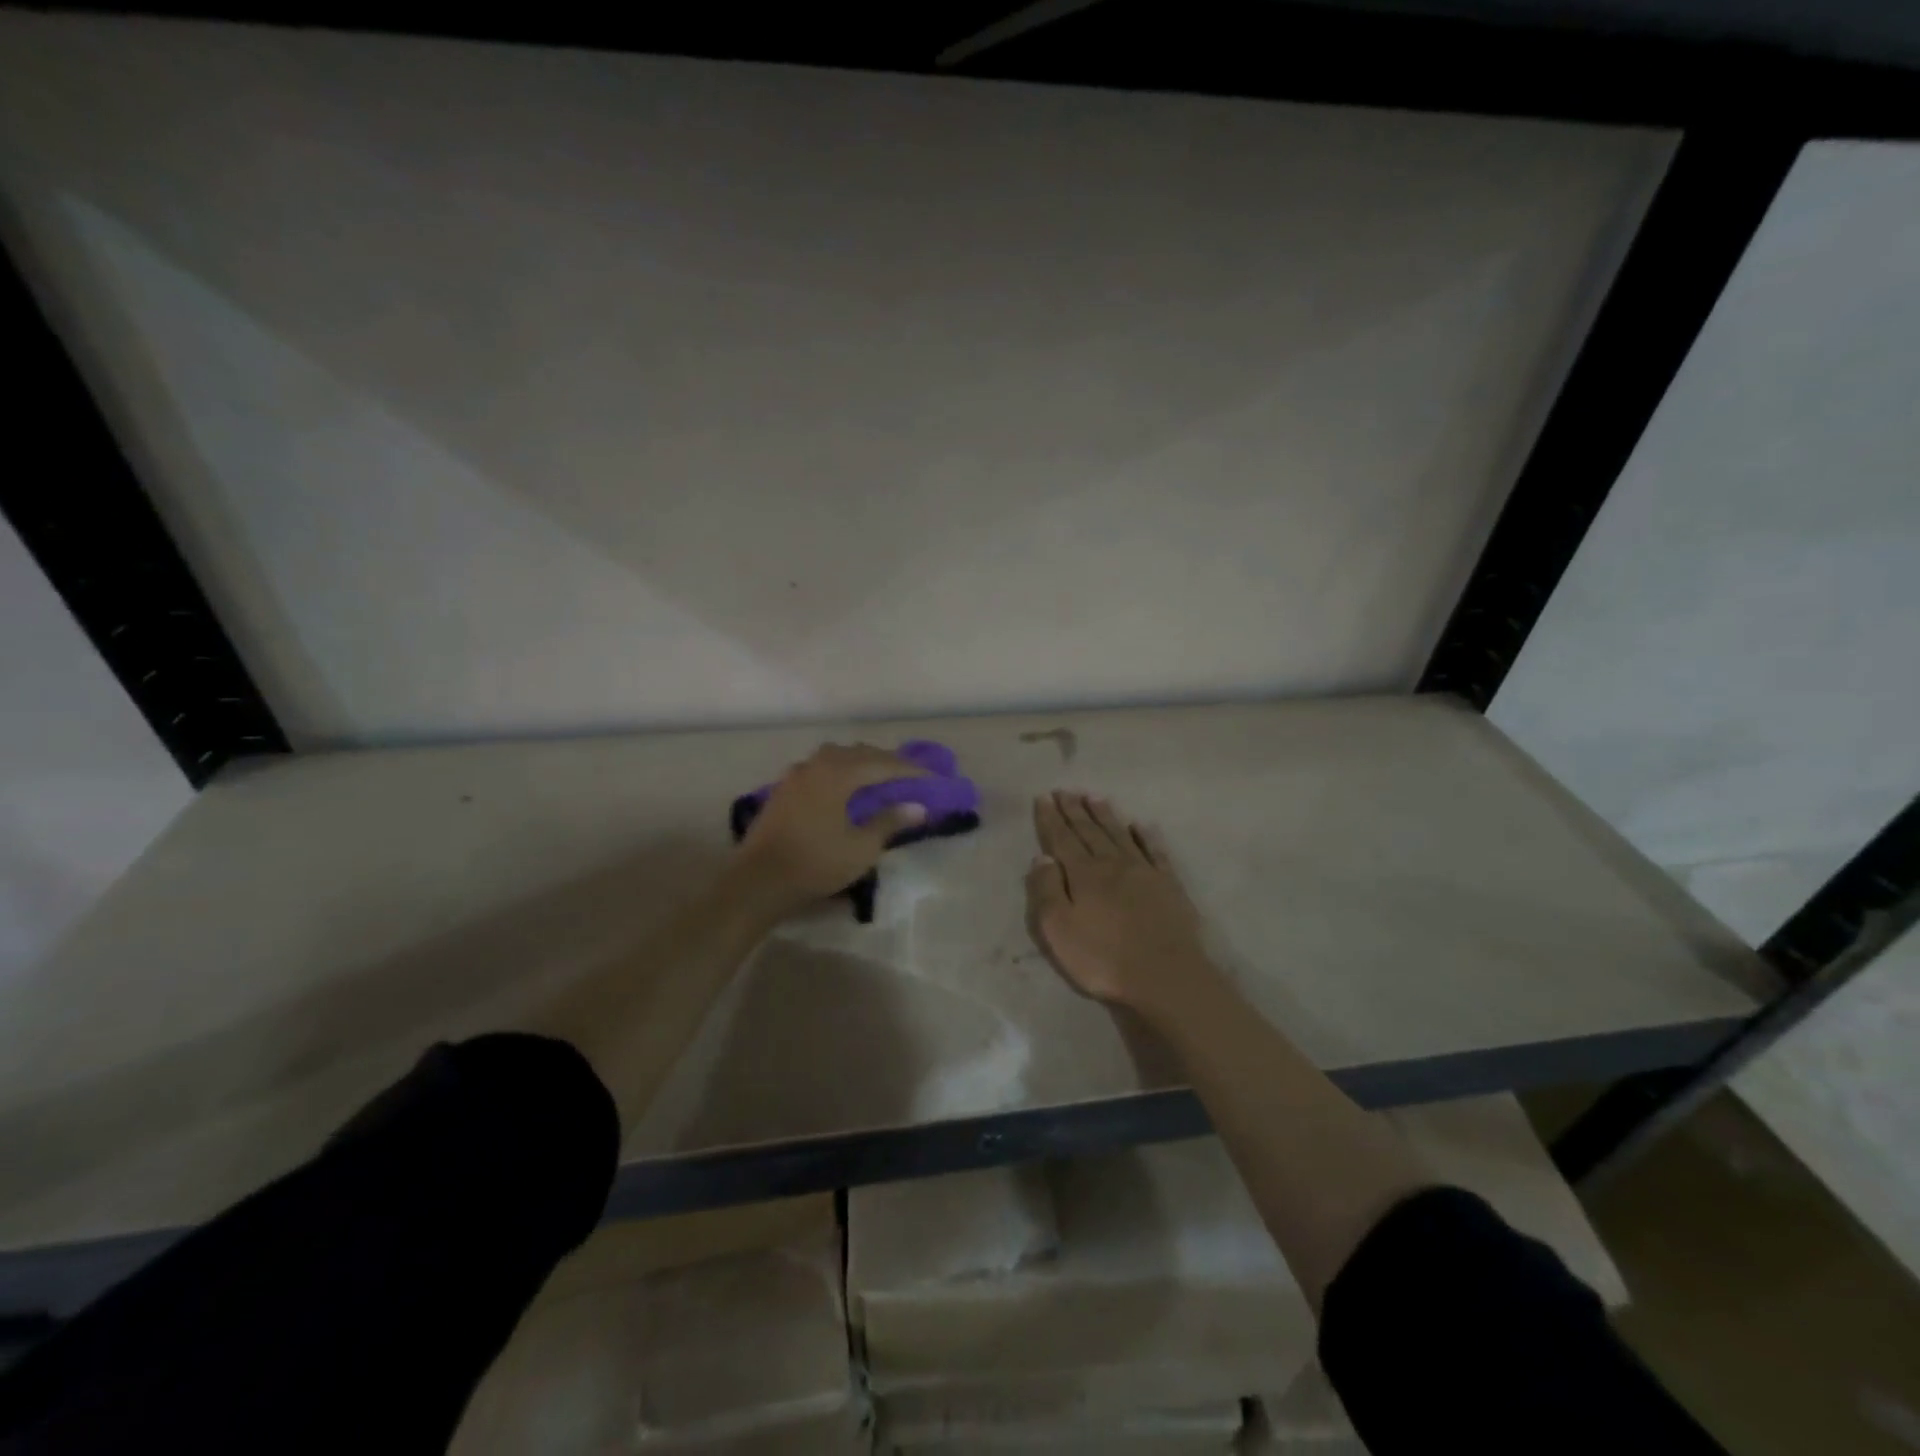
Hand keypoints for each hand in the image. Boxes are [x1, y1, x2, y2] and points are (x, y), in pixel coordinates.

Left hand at [736, 744, 929, 915]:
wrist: (757, 881)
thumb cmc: (815, 864)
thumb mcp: (861, 848)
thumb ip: (889, 822)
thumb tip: (917, 807)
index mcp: (838, 773)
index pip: (883, 763)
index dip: (910, 771)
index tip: (933, 779)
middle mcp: (816, 764)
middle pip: (859, 753)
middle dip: (886, 762)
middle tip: (910, 776)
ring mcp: (796, 775)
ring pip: (836, 757)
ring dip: (861, 763)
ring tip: (879, 778)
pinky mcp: (784, 789)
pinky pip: (821, 768)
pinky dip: (841, 772)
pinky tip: (846, 788)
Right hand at [1025, 791, 1209, 1011]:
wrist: (1166, 976)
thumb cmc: (1103, 959)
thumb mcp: (1058, 930)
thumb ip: (1046, 891)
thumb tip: (1042, 857)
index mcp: (1083, 874)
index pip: (1062, 839)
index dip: (1051, 818)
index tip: (1044, 797)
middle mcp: (1112, 864)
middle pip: (1089, 831)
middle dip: (1075, 810)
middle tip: (1065, 790)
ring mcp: (1144, 872)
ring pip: (1119, 835)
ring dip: (1105, 815)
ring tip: (1094, 797)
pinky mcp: (1169, 885)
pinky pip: (1154, 851)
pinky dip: (1145, 836)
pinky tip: (1140, 826)